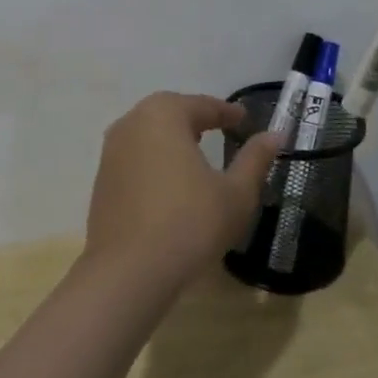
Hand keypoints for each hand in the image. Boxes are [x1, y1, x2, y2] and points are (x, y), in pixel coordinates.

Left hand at [84, 92, 282, 294]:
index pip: (202, 105)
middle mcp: (132, 123)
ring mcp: (111, 151)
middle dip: (196, 119)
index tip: (244, 118)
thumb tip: (275, 135)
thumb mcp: (235, 193)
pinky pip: (136, 157)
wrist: (128, 271)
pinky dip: (155, 160)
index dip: (226, 112)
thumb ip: (255, 159)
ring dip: (173, 138)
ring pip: (149, 134)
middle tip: (220, 129)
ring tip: (196, 153)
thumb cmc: (190, 224)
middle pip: (170, 112)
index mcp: (164, 114)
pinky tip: (171, 181)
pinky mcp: (102, 178)